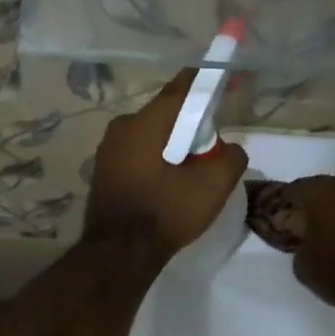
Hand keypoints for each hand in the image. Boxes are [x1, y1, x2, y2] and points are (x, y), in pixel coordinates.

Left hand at [85, 71, 247, 253]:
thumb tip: (229, 149)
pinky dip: (156, 160)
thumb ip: (231, 158)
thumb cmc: (165, 213)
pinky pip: (137, 154)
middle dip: (191, 124)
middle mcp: (121, 127)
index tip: (227, 81)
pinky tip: (168, 185)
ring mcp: (107, 150)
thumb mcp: (213, 186)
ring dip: (173, 145)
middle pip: (166, 114)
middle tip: (212, 146)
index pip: (182, 88)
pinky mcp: (103, 172)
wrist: (118, 255)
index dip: (208, 82)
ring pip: (151, 136)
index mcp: (146, 121)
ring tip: (191, 172)